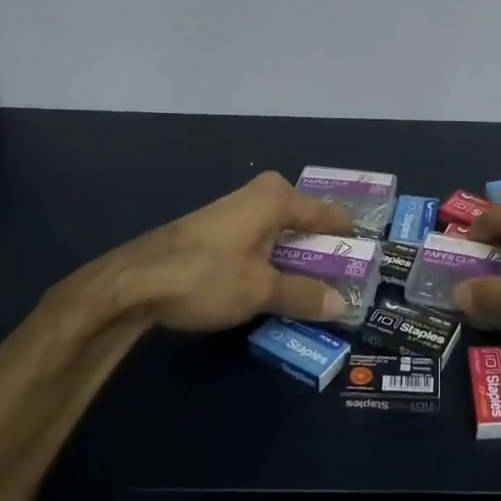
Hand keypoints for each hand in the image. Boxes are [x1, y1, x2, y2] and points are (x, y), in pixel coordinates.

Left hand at [48, 172, 356, 335]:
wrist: (132, 281)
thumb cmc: (206, 276)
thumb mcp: (261, 290)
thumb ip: (303, 295)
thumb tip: (342, 305)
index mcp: (276, 198)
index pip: (327, 214)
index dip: (348, 236)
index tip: (368, 257)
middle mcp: (258, 195)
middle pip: (303, 221)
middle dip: (322, 250)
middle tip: (343, 279)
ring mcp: (233, 210)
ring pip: (279, 232)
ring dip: (295, 258)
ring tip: (313, 287)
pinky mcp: (214, 229)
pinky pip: (258, 240)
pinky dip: (271, 259)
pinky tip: (272, 284)